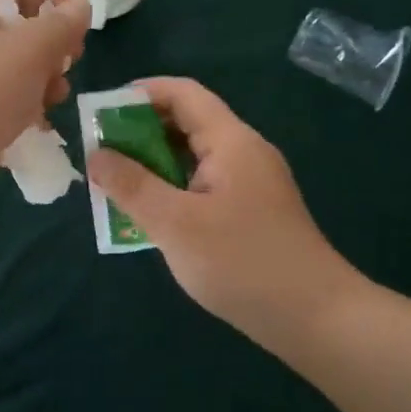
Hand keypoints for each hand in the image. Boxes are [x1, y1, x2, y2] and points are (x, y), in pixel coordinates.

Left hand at [0, 0, 90, 219]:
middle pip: (17, 33)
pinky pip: (1, 108)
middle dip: (51, 49)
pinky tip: (38, 131)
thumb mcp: (30, 48)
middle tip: (68, 67)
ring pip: (13, 74)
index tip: (80, 24)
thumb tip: (81, 5)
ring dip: (41, 85)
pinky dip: (23, 115)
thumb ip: (61, 25)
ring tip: (53, 103)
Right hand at [85, 77, 367, 352]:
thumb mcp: (175, 223)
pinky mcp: (251, 212)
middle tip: (100, 154)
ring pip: (193, 158)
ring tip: (115, 184)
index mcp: (231, 142)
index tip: (100, 112)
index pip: (183, 94)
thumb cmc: (241, 263)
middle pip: (187, 123)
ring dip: (153, 165)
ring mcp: (250, 184)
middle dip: (140, 132)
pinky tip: (150, 215)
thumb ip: (131, 185)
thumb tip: (96, 155)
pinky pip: (203, 186)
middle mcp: (243, 153)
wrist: (314, 318)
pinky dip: (172, 190)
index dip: (140, 93)